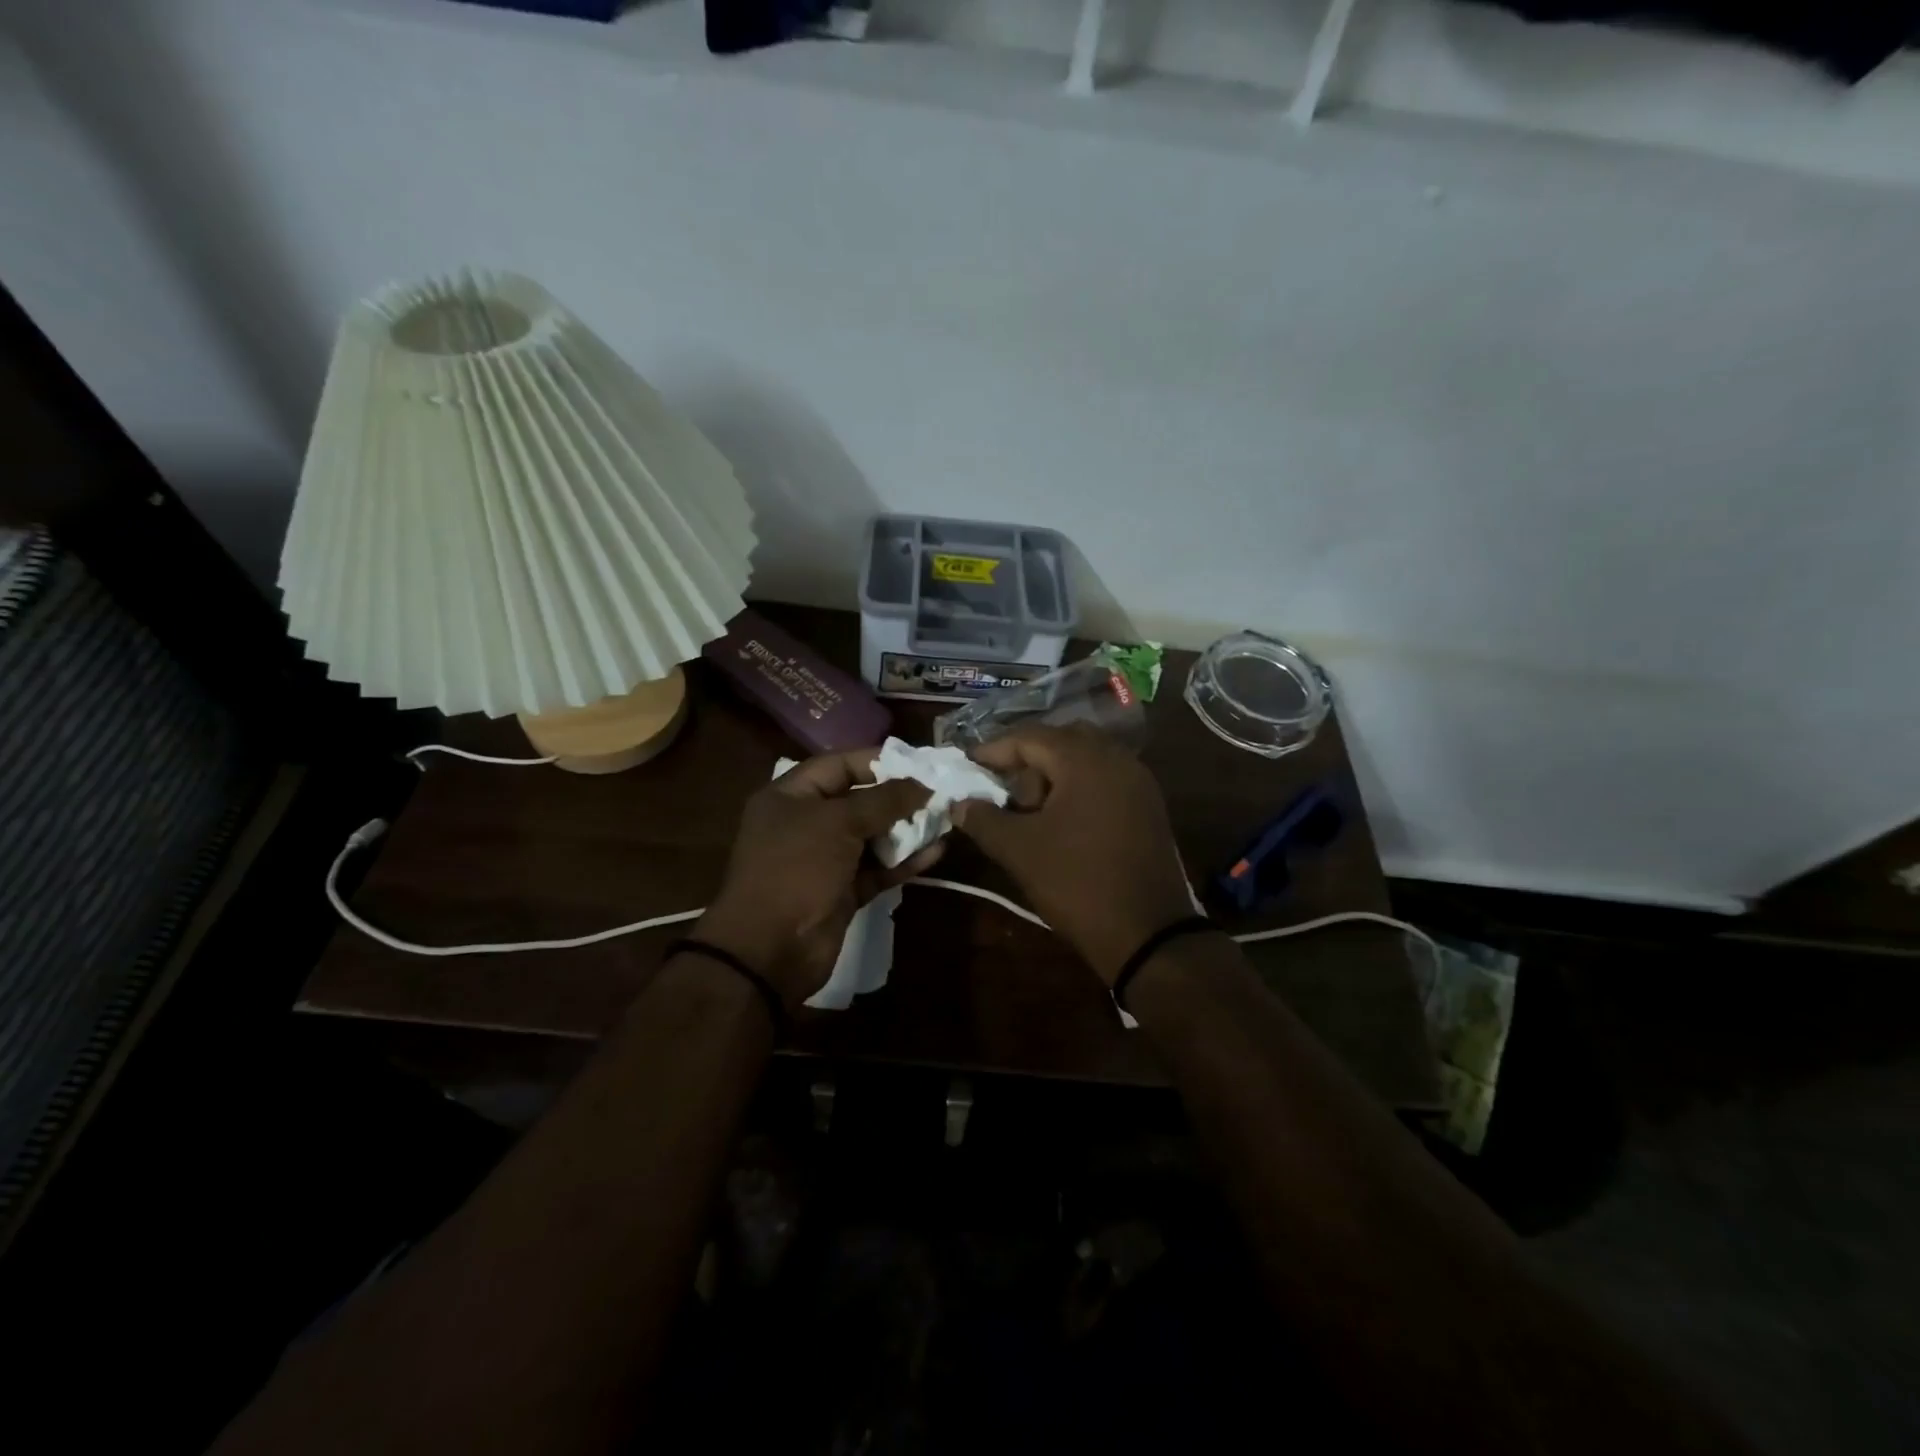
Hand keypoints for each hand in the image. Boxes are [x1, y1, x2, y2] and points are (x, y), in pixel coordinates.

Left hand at [695, 749, 942, 1006]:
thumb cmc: (797, 869)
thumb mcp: (838, 823)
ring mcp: (825, 860)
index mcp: (791, 796)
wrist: (769, 951)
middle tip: (940, 793)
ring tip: (946, 819)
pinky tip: (936, 852)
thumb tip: (923, 785)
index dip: (878, 761)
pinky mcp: (842, 891)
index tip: (919, 763)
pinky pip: (878, 869)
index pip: (839, 765)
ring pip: (872, 836)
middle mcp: (806, 823)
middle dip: (899, 797)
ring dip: (907, 829)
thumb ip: (883, 800)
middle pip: (859, 800)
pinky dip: (904, 861)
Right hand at [954, 726, 1194, 985]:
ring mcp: (1139, 781)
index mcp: (1085, 760)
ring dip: (1054, 776)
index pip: (1030, 737)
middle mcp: (1117, 758)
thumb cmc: (1076, 882)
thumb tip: (959, 803)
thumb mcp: (1019, 850)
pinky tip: (1063, 823)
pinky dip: (1079, 789)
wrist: (1147, 933)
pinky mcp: (1149, 806)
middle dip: (1028, 761)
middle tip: (1004, 791)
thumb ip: (983, 819)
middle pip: (1061, 741)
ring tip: (1031, 812)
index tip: (968, 766)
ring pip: (1086, 760)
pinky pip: (1106, 780)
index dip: (994, 750)